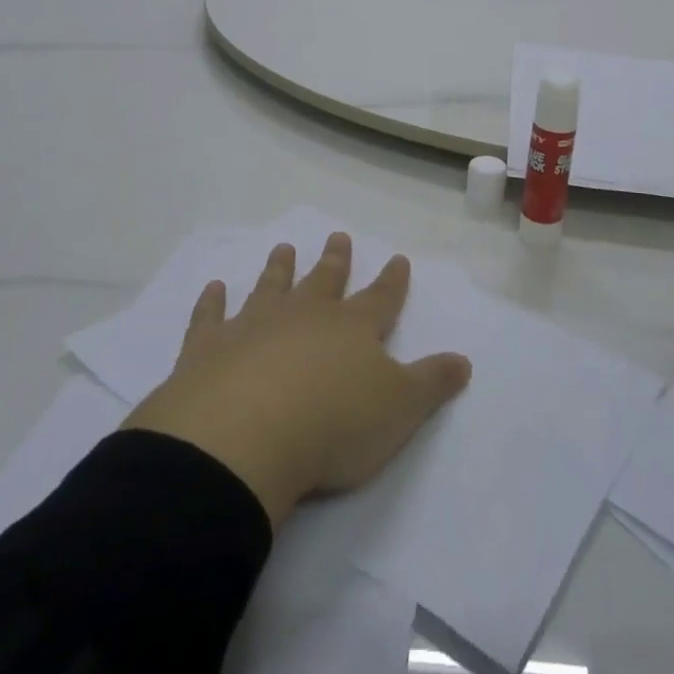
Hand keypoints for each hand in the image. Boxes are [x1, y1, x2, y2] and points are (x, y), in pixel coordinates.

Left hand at [123, 233, 472, 526]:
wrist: (245, 437)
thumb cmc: (333, 425)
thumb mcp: (399, 410)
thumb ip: (431, 383)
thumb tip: (464, 361)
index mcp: (352, 329)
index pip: (380, 298)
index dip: (392, 280)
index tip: (398, 257)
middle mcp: (305, 316)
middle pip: (324, 281)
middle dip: (334, 261)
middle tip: (337, 236)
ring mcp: (254, 326)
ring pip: (271, 288)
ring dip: (279, 269)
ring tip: (283, 248)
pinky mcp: (208, 348)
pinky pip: (210, 317)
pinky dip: (211, 302)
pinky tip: (213, 288)